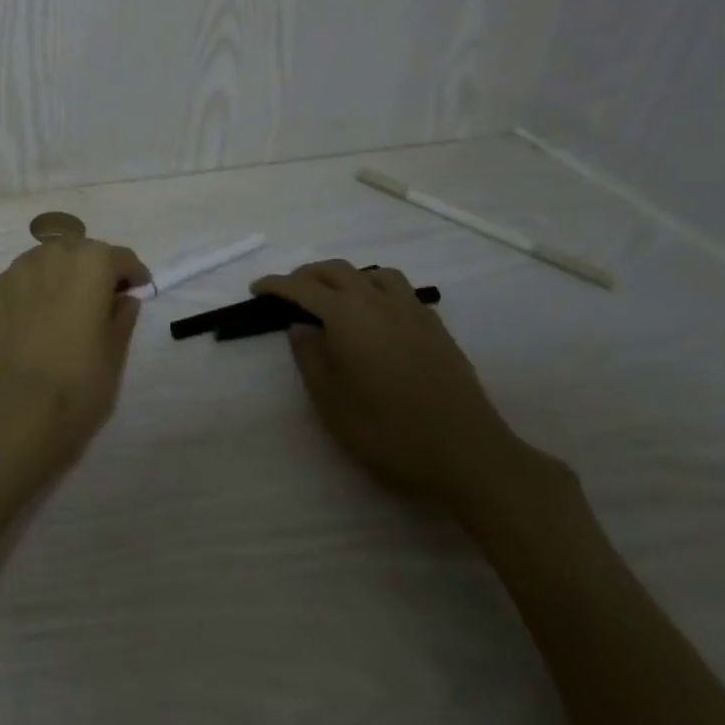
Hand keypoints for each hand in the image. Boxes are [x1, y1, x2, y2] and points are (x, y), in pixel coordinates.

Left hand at [0, 238, 148, 469]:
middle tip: (99, 302)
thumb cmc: (79, 382)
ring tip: (63, 309)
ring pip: (47, 261)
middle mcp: (54, 253)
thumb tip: (124, 299)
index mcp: (92, 262)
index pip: (121, 258)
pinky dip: (32, 291)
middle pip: (81, 252)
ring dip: (60, 275)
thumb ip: (122, 315)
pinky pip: (21, 280)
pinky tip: (33, 321)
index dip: (132, 275)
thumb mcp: (116, 352)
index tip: (137, 292)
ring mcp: (18, 268)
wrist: (17, 409)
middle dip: (93, 270)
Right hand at [254, 260, 553, 517]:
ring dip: (347, 277)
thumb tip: (300, 326)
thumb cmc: (388, 431)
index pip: (302, 287)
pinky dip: (377, 291)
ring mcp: (412, 311)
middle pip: (336, 270)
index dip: (276, 285)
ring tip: (336, 298)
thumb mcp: (331, 401)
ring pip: (373, 274)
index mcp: (346, 314)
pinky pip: (400, 291)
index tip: (257, 288)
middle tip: (290, 292)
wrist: (467, 454)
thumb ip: (310, 356)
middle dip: (308, 275)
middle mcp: (377, 301)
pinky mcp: (436, 327)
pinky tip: (377, 317)